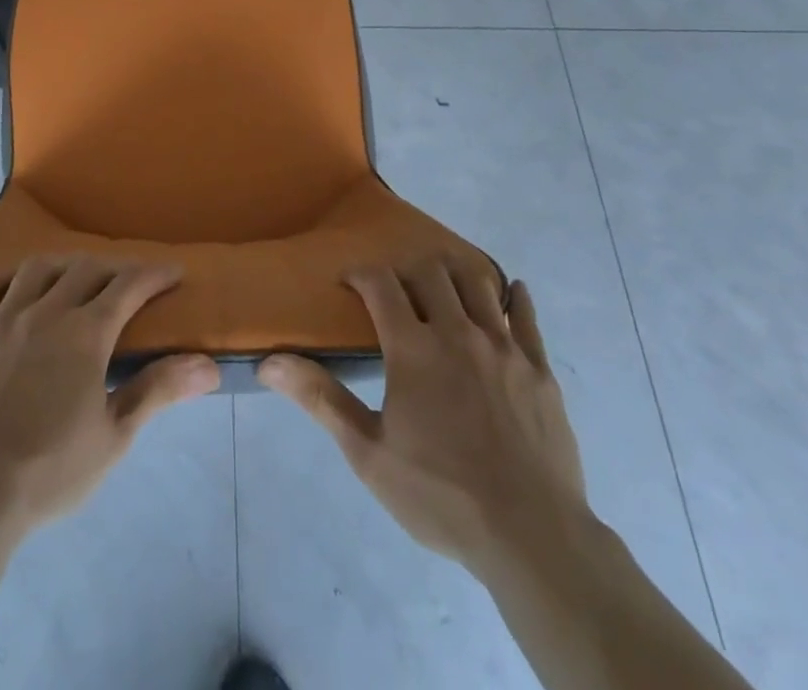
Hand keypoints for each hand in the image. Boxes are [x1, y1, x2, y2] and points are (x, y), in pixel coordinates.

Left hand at [0, 256, 220, 533]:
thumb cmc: (49, 471)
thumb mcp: (114, 437)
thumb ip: (158, 390)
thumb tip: (208, 364)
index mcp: (85, 333)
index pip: (128, 287)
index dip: (154, 275)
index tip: (173, 272)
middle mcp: (45, 311)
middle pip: (85, 270)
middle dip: (113, 269)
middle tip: (127, 282)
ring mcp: (0, 319)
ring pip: (36, 269)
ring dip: (62, 267)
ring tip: (73, 278)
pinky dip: (4, 280)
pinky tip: (13, 289)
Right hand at [259, 257, 586, 571]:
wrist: (531, 537)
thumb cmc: (440, 496)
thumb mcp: (368, 453)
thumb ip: (320, 399)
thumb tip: (268, 361)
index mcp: (413, 347)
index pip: (380, 283)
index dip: (360, 273)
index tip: (348, 281)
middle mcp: (457, 332)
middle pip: (430, 272)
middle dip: (406, 270)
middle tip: (394, 290)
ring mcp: (504, 347)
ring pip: (477, 283)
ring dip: (455, 275)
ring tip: (443, 286)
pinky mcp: (539, 369)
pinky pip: (526, 317)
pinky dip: (516, 297)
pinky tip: (512, 291)